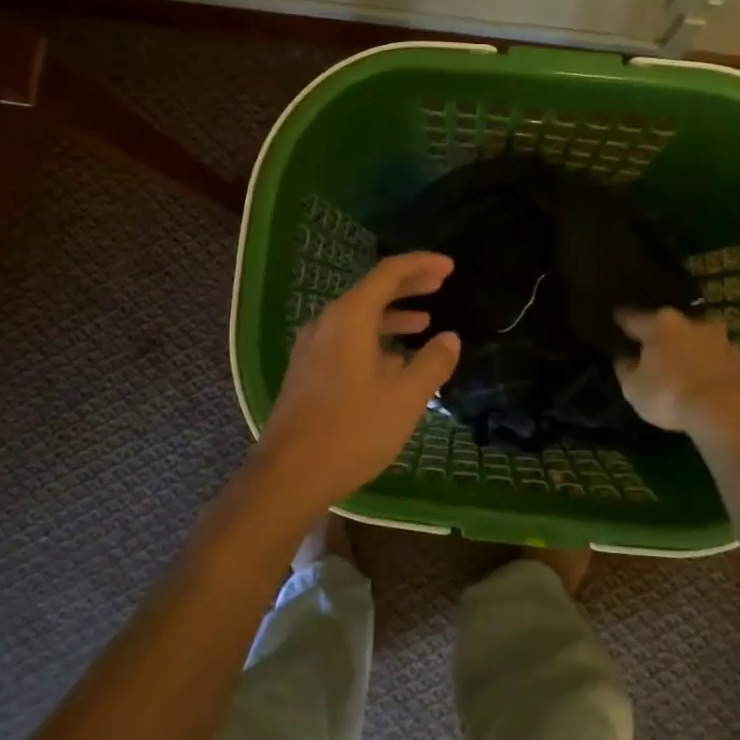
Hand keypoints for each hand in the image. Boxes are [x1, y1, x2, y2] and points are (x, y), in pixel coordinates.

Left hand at [254, 253, 462, 507]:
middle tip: (440, 283)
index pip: (388, 273)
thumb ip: (432, 363)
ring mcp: (312, 348)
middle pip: (371, 291)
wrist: (290, 474)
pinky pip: (347, 339)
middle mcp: (327, 323)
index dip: (421, 264)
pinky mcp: (308, 371)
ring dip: (393, 315)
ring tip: (424, 322)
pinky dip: (375, 337)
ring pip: (358, 317)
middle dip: (408, 285)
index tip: (449, 266)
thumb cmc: (353, 430)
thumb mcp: (405, 397)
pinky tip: (393, 360)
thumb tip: (449, 339)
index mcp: (349, 318)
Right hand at [614, 307, 739, 437]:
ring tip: (684, 365)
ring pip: (699, 340)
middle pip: (671, 326)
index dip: (623, 321)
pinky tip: (705, 381)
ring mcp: (721, 340)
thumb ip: (625, 368)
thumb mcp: (633, 387)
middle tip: (654, 348)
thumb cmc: (669, 394)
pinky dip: (710, 367)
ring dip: (691, 349)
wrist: (725, 412)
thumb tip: (624, 357)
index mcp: (661, 324)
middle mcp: (692, 323)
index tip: (617, 319)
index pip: (634, 318)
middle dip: (663, 335)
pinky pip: (718, 360)